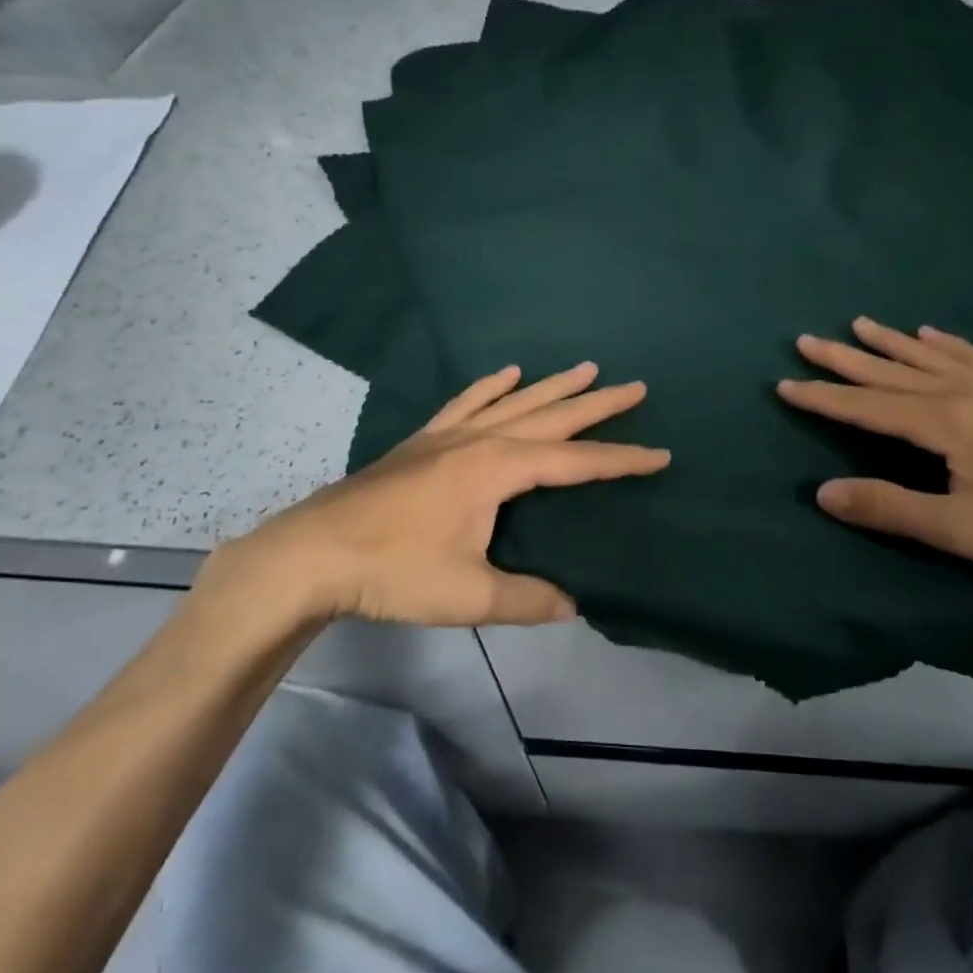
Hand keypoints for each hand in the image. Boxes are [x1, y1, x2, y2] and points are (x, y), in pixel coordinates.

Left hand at [211, 362, 668, 626]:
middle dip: (598, 404)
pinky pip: (466, 401)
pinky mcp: (423, 440)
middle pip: (552, 416)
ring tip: (588, 367)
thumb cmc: (393, 571)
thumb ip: (527, 599)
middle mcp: (480, 440)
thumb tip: (574, 605)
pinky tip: (506, 373)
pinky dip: (490, 385)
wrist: (312, 553)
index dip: (622, 460)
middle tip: (637, 387)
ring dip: (554, 385)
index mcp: (499, 470)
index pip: (576, 463)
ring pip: (515, 401)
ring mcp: (448, 435)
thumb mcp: (468, 596)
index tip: (661, 454)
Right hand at [778, 317, 972, 589]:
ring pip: (929, 357)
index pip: (868, 407)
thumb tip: (822, 493)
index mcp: (946, 424)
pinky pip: (972, 357)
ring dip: (889, 342)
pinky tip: (930, 334)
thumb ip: (887, 507)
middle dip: (845, 358)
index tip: (784, 385)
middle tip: (806, 340)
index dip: (824, 397)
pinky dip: (945, 343)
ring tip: (857, 324)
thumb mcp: (955, 529)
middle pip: (892, 372)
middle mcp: (965, 394)